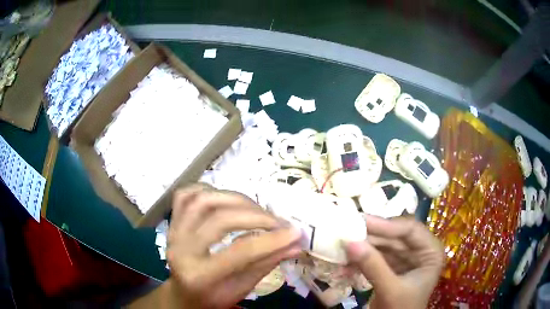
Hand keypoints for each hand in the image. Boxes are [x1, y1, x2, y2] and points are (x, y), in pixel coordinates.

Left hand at [164, 185, 301, 308]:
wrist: (183, 294)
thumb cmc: (213, 297)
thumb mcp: (241, 289)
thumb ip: (266, 264)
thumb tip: (296, 244)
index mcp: (199, 276)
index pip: (240, 252)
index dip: (271, 239)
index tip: (295, 232)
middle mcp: (181, 249)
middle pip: (220, 220)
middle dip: (256, 216)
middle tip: (278, 222)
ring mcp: (173, 232)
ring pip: (203, 200)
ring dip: (235, 199)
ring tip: (256, 209)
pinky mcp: (172, 222)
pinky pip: (186, 195)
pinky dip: (208, 190)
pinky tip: (225, 199)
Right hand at [345, 215, 443, 308]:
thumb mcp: (391, 290)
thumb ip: (373, 267)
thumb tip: (350, 242)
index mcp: (431, 252)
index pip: (410, 230)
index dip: (386, 224)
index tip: (362, 221)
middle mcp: (420, 251)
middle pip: (394, 236)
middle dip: (371, 237)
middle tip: (347, 230)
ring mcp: (405, 259)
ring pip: (383, 246)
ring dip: (363, 249)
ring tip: (342, 248)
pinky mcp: (391, 268)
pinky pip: (376, 258)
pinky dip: (361, 261)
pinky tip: (345, 265)